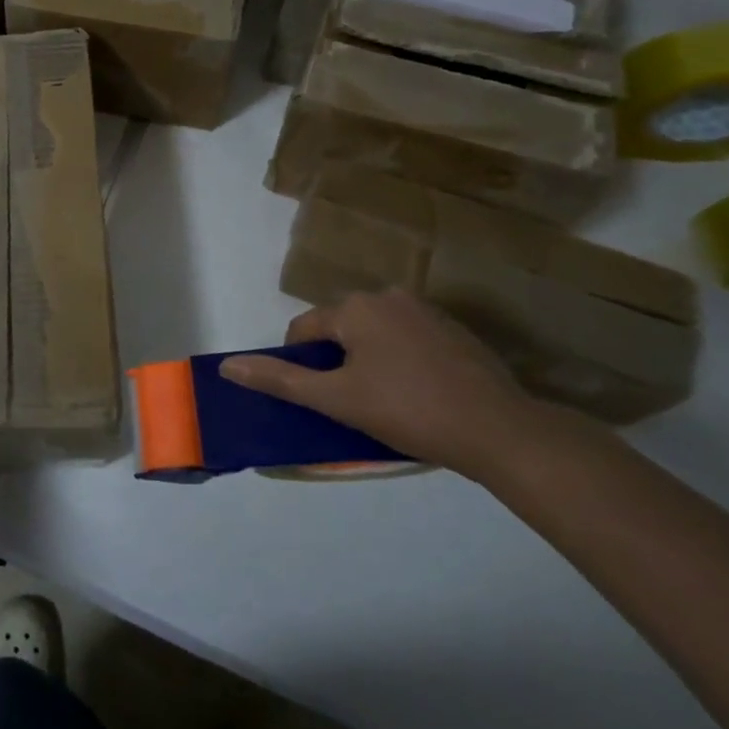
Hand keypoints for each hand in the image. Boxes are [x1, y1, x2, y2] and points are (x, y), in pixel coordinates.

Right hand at [221, 290, 543, 477]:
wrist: (501, 432)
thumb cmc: (408, 411)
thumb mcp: (336, 400)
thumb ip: (280, 380)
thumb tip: (227, 366)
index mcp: (354, 307)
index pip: (304, 331)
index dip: (302, 366)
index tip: (322, 399)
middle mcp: (387, 296)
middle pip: (340, 329)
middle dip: (338, 362)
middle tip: (355, 404)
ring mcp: (426, 310)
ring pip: (375, 334)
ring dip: (369, 360)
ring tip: (389, 403)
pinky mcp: (455, 330)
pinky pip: (408, 339)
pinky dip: (402, 361)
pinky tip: (420, 395)